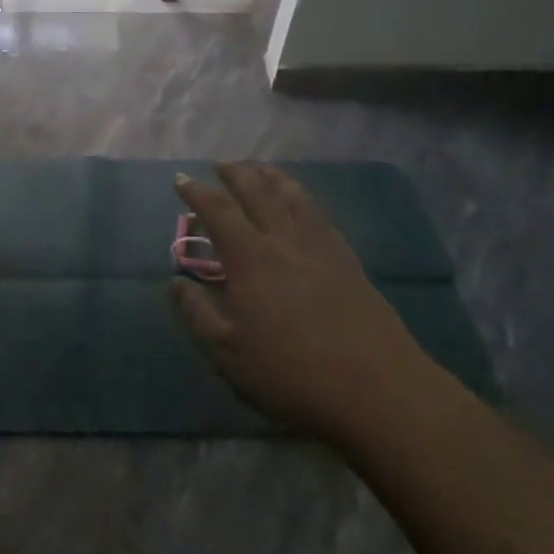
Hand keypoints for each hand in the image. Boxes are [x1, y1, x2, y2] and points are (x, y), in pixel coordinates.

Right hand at [171, 162, 425, 443]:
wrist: (376, 389)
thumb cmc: (291, 373)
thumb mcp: (229, 354)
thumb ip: (198, 314)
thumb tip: (176, 282)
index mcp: (250, 258)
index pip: (218, 211)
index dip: (197, 192)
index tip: (181, 179)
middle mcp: (284, 240)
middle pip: (258, 192)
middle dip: (236, 174)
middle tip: (220, 164)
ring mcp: (321, 247)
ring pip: (294, 196)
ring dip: (272, 178)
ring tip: (260, 170)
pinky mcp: (348, 261)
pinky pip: (320, 215)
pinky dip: (303, 199)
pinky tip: (302, 206)